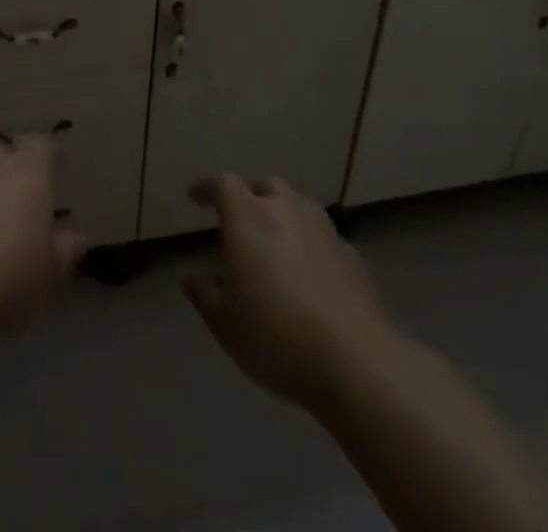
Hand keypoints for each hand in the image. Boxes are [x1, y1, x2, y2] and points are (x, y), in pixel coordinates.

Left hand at [0, 137, 87, 349]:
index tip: (56, 172)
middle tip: (21, 206)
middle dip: (11, 174)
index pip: (41, 146)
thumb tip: (75, 239)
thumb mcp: (49, 275)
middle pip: (3, 157)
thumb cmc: (8, 277)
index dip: (48, 158)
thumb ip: (64, 252)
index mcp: (26, 171)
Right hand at [183, 174, 396, 414]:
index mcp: (248, 219)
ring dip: (283, 215)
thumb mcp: (226, 325)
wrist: (357, 362)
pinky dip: (310, 244)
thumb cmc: (277, 338)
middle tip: (240, 221)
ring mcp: (323, 230)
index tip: (195, 198)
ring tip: (276, 243)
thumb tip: (191, 278)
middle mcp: (285, 211)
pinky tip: (309, 273)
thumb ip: (205, 296)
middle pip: (265, 187)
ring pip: (298, 205)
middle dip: (250, 198)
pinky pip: (323, 237)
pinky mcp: (351, 254)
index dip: (207, 188)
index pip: (223, 185)